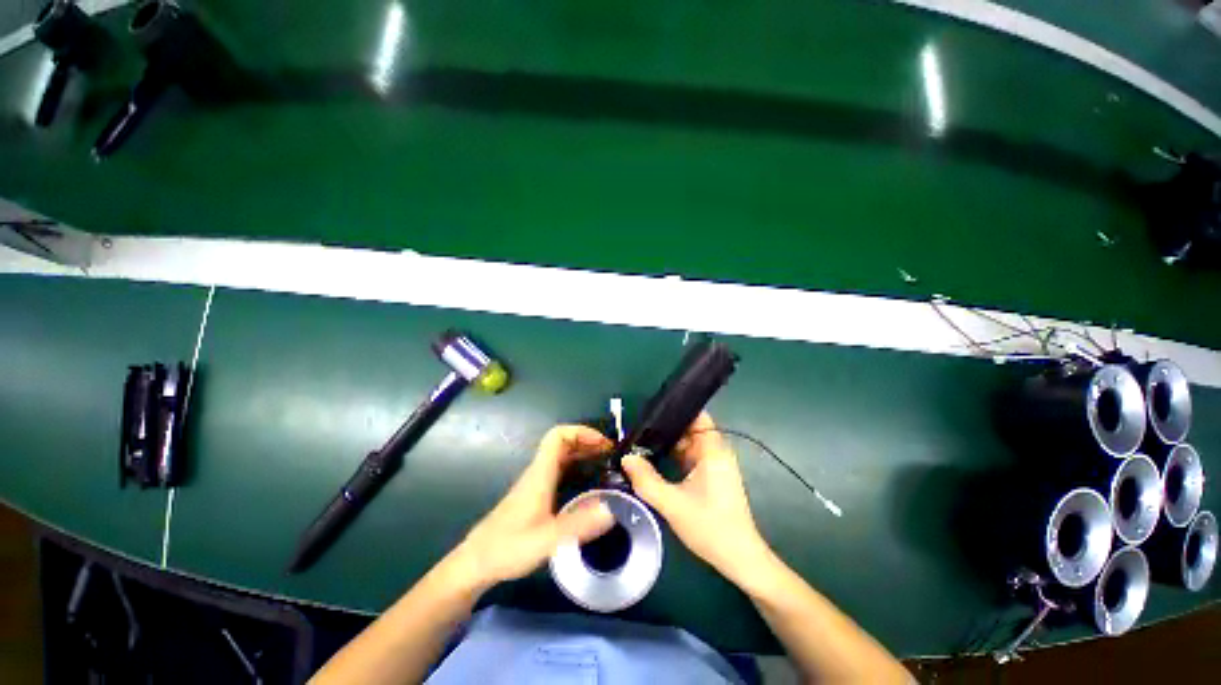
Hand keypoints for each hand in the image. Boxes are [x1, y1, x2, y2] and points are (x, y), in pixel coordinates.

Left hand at [455, 425, 615, 589]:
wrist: (476, 562)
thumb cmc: (508, 548)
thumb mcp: (546, 540)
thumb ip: (578, 525)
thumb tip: (612, 510)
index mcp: (540, 474)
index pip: (558, 436)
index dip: (581, 432)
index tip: (603, 444)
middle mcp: (538, 472)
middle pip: (563, 442)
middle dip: (588, 442)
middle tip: (611, 456)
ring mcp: (536, 482)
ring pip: (562, 456)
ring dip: (584, 454)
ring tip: (606, 466)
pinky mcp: (536, 494)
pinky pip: (560, 470)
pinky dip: (577, 468)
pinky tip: (589, 486)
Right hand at [622, 412, 774, 586]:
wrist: (739, 559)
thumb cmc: (710, 527)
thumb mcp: (672, 504)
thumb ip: (646, 480)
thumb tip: (626, 458)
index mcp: (713, 450)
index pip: (697, 416)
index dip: (676, 410)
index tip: (651, 412)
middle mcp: (716, 452)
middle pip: (689, 429)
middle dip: (665, 428)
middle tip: (638, 430)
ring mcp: (715, 465)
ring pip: (688, 445)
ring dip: (668, 444)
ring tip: (641, 442)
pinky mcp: (712, 477)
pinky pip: (690, 458)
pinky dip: (674, 458)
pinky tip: (655, 461)